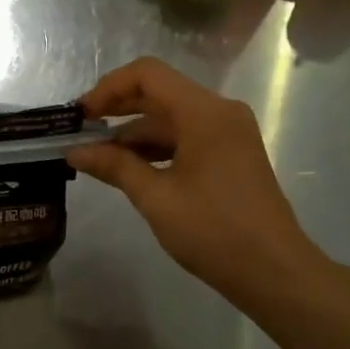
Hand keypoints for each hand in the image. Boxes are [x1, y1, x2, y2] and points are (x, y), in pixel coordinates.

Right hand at [68, 58, 329, 305]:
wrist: (275, 273)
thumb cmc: (214, 231)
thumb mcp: (156, 198)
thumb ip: (114, 166)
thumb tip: (75, 151)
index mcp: (204, 113)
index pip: (147, 75)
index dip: (108, 88)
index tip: (81, 116)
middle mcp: (220, 112)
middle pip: (159, 93)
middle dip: (117, 109)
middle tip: (80, 133)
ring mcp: (229, 133)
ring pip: (171, 118)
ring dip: (134, 133)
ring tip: (98, 158)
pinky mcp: (230, 155)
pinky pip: (186, 137)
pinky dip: (156, 148)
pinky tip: (130, 169)